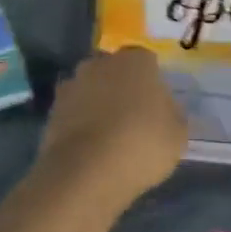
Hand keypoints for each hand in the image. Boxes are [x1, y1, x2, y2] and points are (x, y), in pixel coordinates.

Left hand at [34, 47, 187, 216]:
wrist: (86, 171)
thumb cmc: (142, 145)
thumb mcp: (177, 134)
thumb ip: (173, 113)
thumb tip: (165, 108)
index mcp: (135, 60)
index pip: (146, 61)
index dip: (151, 82)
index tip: (156, 105)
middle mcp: (100, 62)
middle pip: (115, 70)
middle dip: (122, 87)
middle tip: (133, 117)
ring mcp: (73, 83)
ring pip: (91, 88)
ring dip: (98, 103)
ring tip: (109, 135)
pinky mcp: (52, 108)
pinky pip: (74, 110)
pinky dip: (80, 122)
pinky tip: (89, 146)